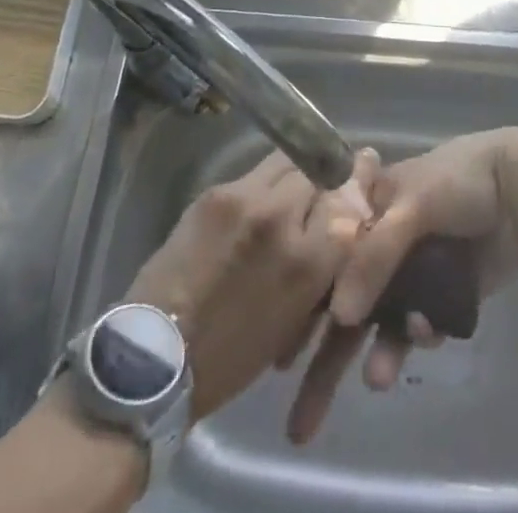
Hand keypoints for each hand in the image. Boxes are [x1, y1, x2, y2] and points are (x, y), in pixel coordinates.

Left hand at [125, 152, 372, 421]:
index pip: (350, 200)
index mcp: (308, 261)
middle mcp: (282, 217)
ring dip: (296, 172)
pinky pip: (253, 174)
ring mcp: (245, 198)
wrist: (156, 357)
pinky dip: (262, 185)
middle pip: (321, 170)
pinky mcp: (215, 191)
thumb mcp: (295, 317)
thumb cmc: (232, 356)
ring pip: (288, 160)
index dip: (357, 189)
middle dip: (326, 177)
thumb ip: (324, 263)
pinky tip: (256, 203)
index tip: (361, 180)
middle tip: (324, 187)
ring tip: (290, 189)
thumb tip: (345, 219)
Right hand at [286, 129, 517, 443]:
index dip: (306, 300)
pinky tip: (428, 331)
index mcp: (368, 206)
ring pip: (386, 319)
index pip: (327, 255)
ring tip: (378, 379)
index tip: (284, 347)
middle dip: (331, 352)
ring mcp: (414, 268)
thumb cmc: (456, 181)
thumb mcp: (410, 207)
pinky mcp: (443, 292)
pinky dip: (420, 334)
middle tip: (304, 416)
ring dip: (381, 350)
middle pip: (351, 297)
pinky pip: (421, 324)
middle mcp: (384, 239)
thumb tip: (340, 315)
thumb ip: (374, 256)